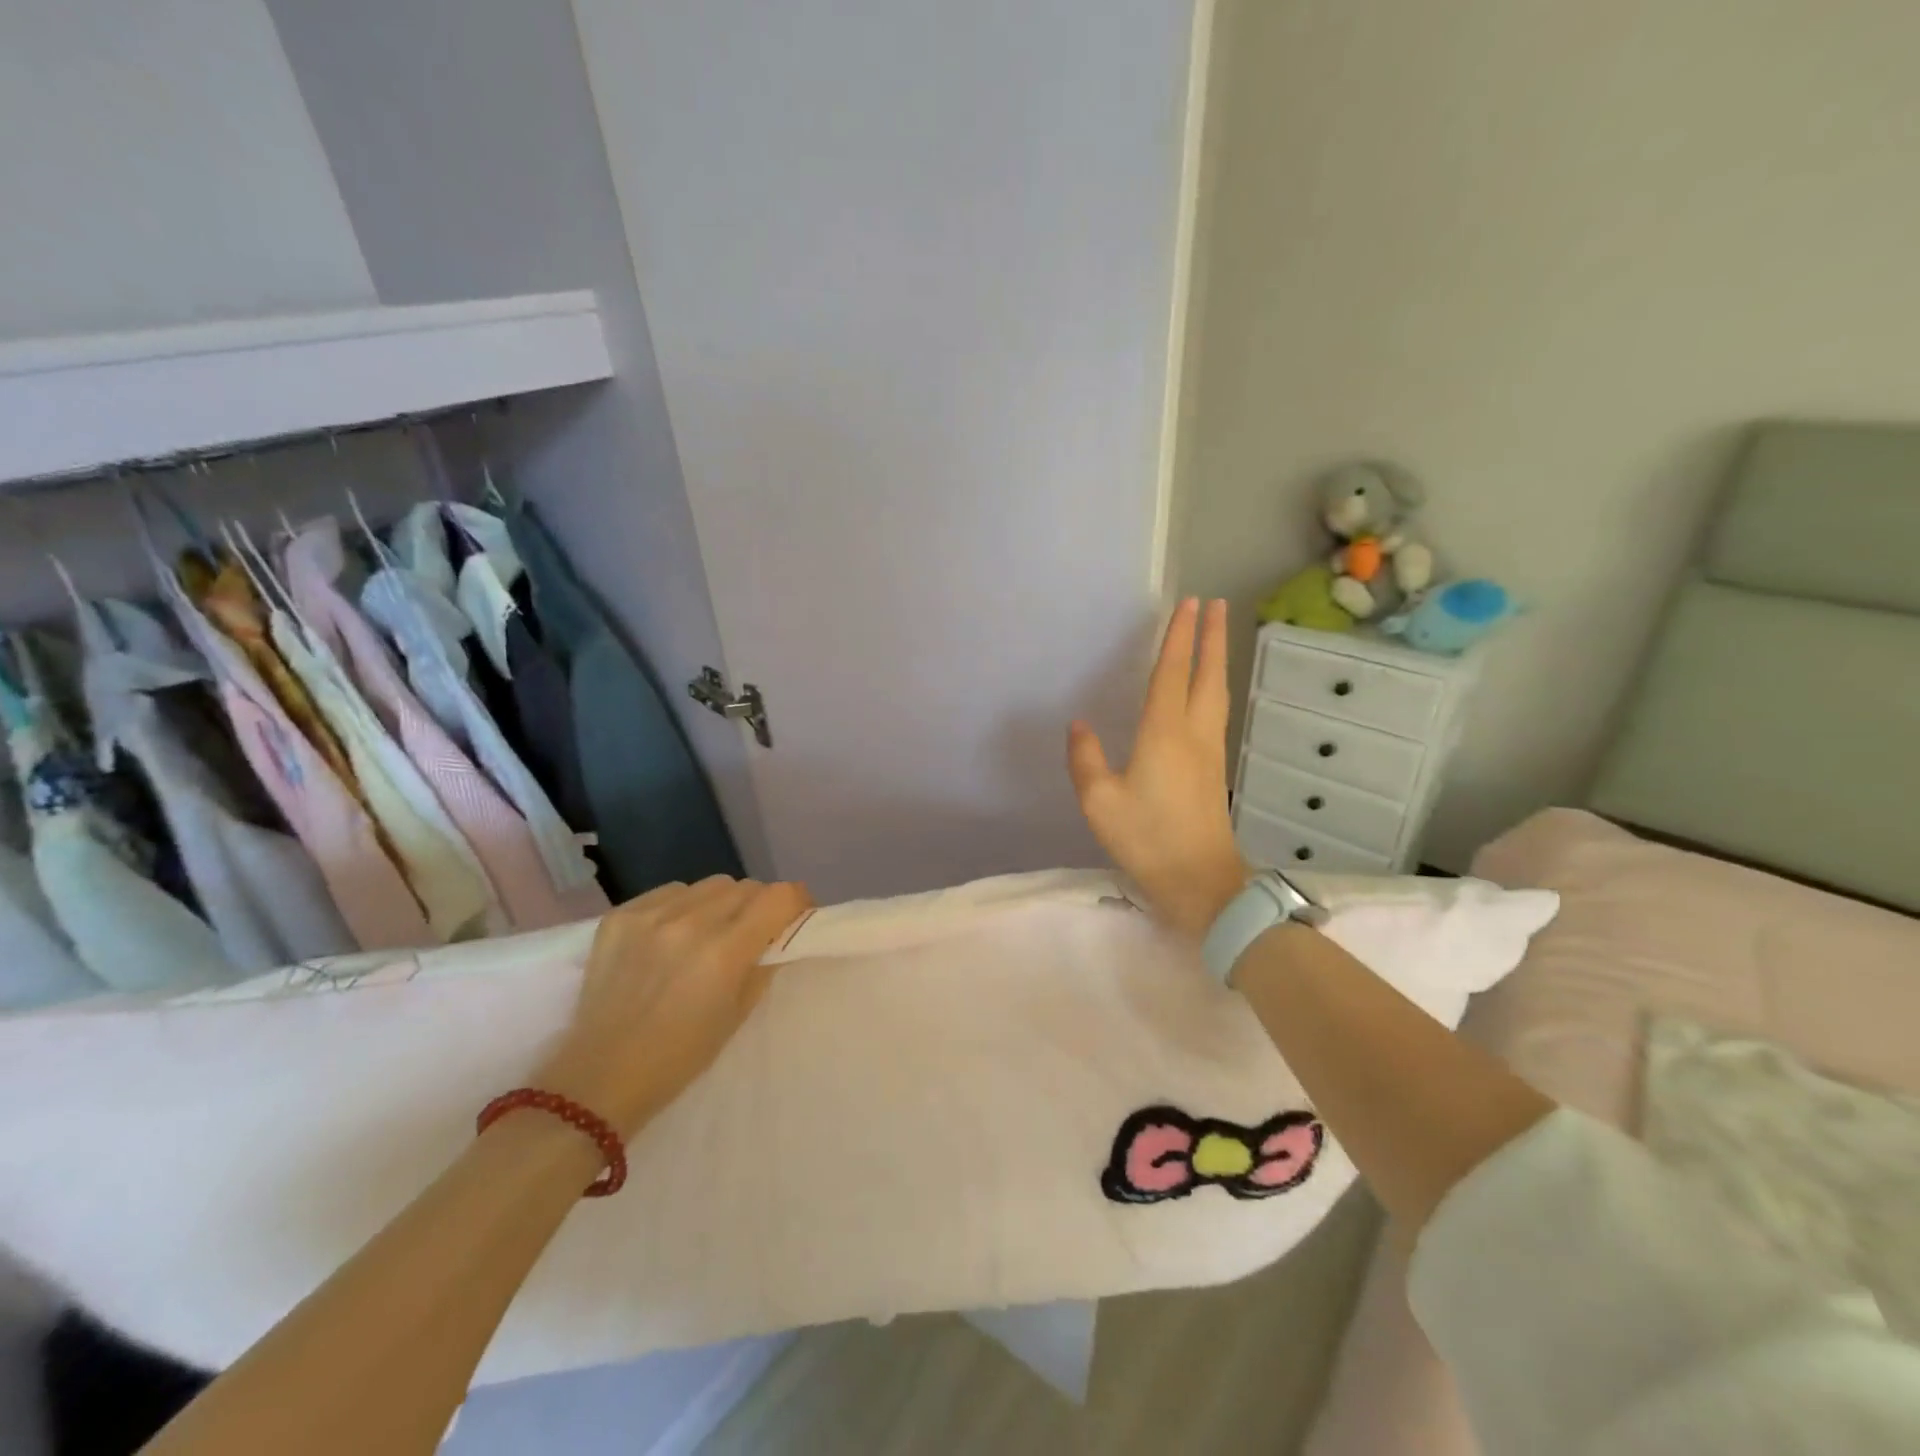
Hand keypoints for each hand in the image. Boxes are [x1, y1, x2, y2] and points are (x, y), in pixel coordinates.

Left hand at [537, 877, 811, 1134]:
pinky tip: (672, 934)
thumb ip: (764, 965)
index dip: (797, 901)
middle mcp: (689, 923)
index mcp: (724, 952)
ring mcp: (650, 915)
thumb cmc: (679, 1058)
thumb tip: (779, 936)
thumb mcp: (737, 1015)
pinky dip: (683, 905)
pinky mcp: (620, 915)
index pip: (779, 896)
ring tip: (708, 932)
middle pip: (746, 886)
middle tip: (752, 932)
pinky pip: (670, 891)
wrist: (598, 1079)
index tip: (796, 917)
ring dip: (721, 903)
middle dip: (759, 905)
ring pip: (709, 884)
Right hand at [1068, 598, 1250, 937]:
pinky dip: (1214, 688)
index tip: (1188, 604)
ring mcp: (1210, 752)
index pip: (1173, 673)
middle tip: (1214, 604)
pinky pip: (1216, 713)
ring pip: (1217, 694)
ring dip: (1217, 660)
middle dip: (1211, 637)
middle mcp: (1194, 733)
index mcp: (1165, 733)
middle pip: (1208, 675)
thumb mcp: (1099, 801)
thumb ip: (1085, 759)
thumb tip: (1080, 725)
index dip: (1179, 637)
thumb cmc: (1147, 839)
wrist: (1201, 882)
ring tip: (1217, 637)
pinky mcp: (1215, 771)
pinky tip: (1207, 694)